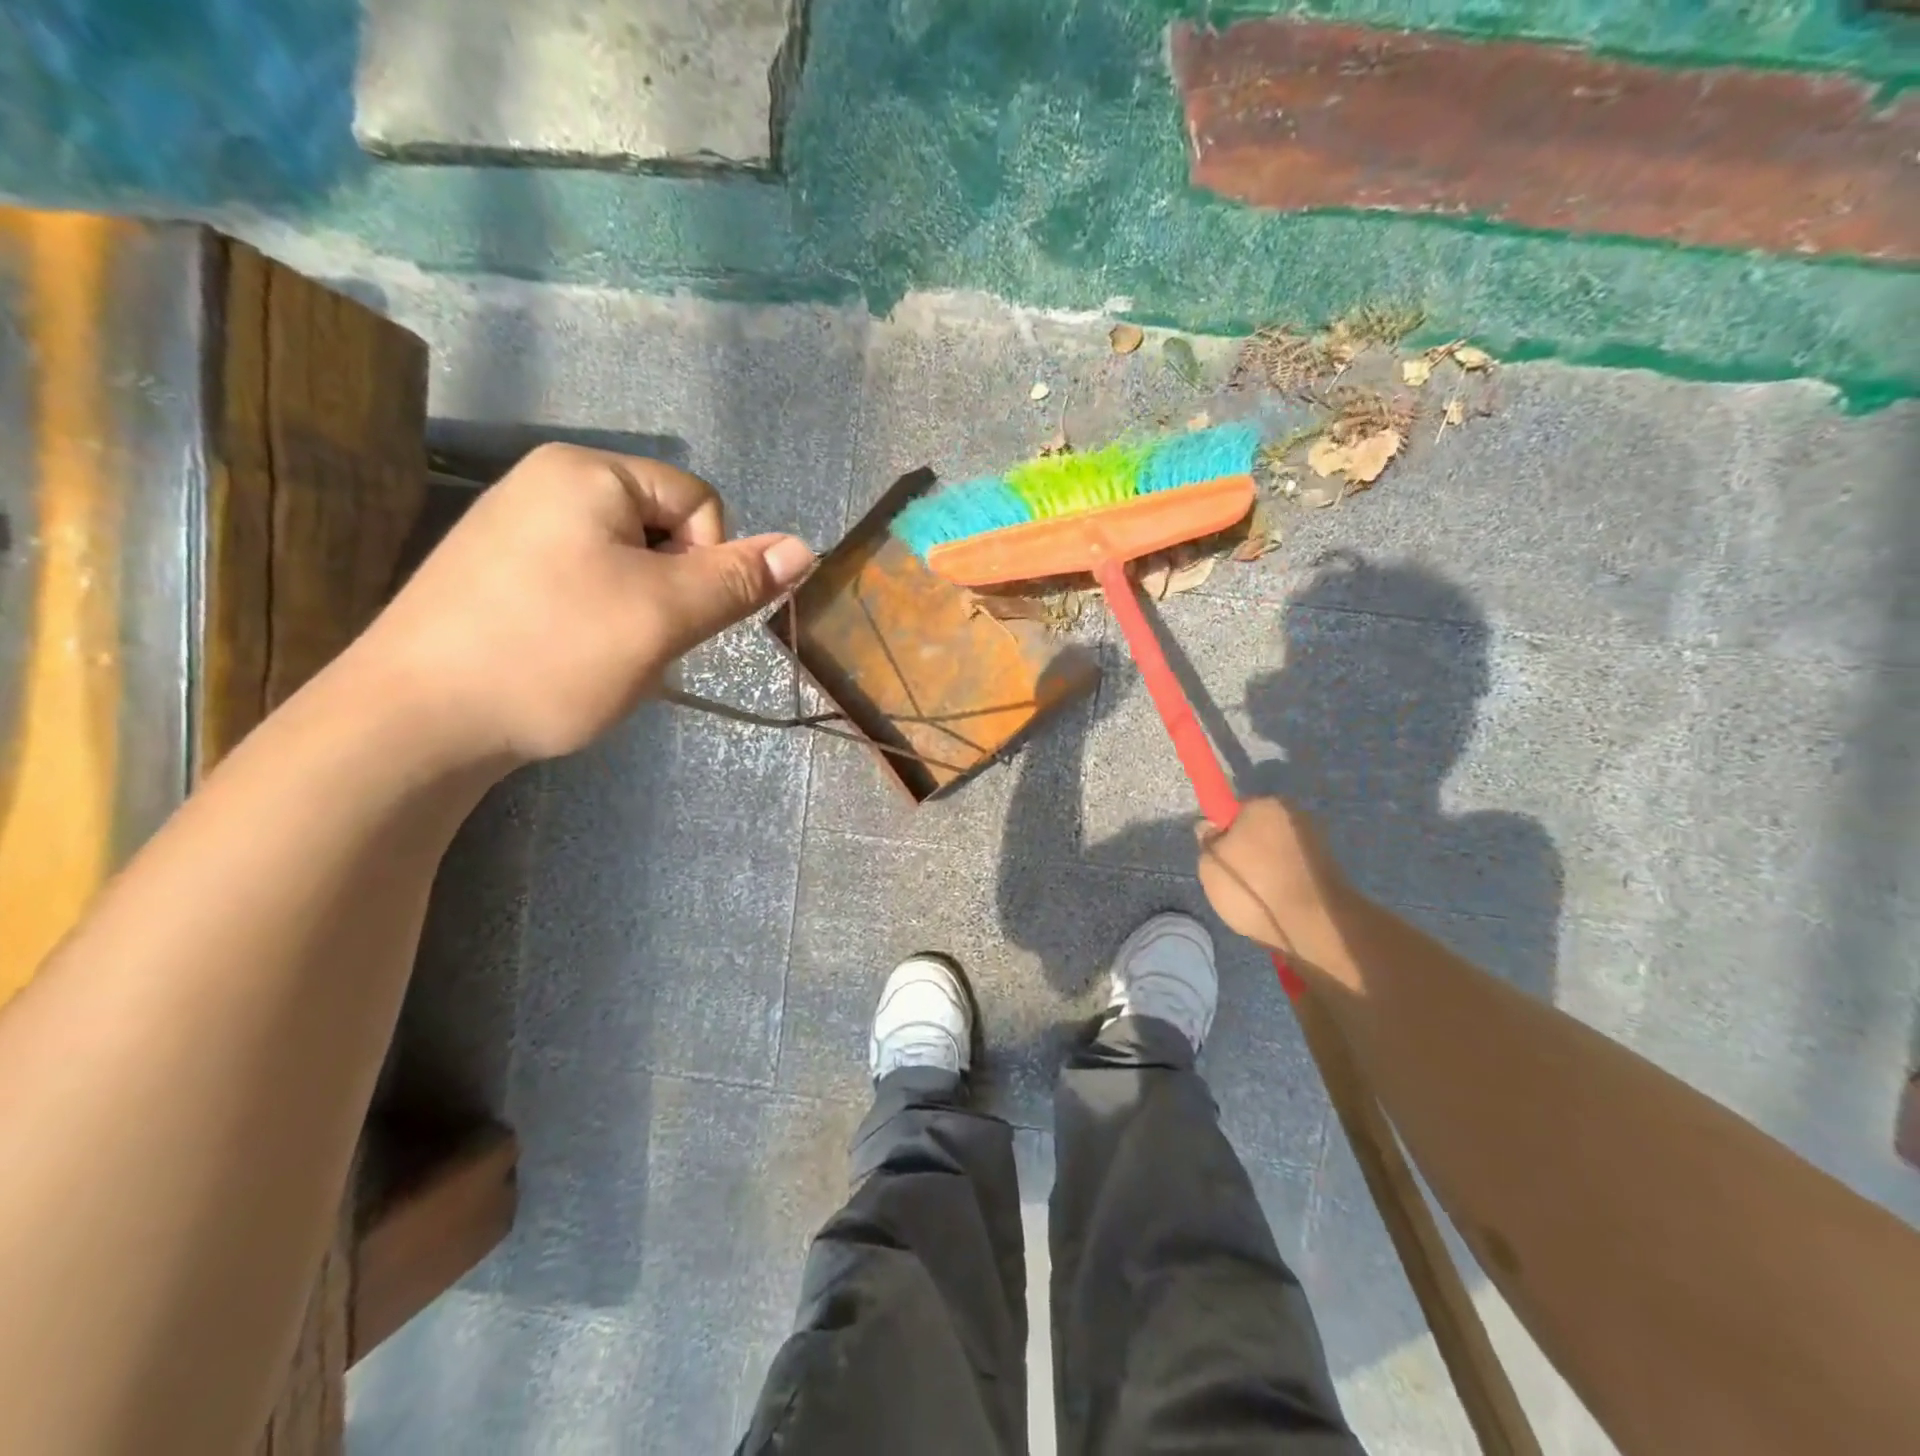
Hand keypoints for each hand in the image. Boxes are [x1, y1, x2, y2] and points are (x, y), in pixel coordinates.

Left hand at [351, 444, 813, 767]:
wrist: (416, 722)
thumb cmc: (555, 653)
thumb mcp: (664, 616)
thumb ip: (738, 580)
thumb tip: (805, 548)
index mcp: (587, 473)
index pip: (699, 503)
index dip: (708, 563)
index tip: (673, 615)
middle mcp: (548, 484)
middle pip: (662, 532)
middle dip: (670, 592)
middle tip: (637, 641)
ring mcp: (515, 529)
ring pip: (626, 566)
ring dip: (638, 614)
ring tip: (600, 657)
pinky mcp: (497, 574)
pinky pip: (582, 584)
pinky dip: (596, 623)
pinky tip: (568, 660)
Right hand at [1195, 797, 1351, 959]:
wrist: (1313, 924)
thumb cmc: (1254, 886)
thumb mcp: (1210, 864)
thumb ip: (1207, 840)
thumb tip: (1210, 828)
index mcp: (1265, 804)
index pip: (1234, 811)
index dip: (1221, 833)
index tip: (1216, 857)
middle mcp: (1294, 815)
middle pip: (1257, 831)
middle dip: (1245, 852)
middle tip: (1232, 881)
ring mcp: (1316, 842)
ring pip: (1275, 853)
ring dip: (1265, 871)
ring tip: (1256, 899)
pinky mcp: (1329, 870)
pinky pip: (1292, 872)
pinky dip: (1283, 885)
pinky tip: (1276, 905)